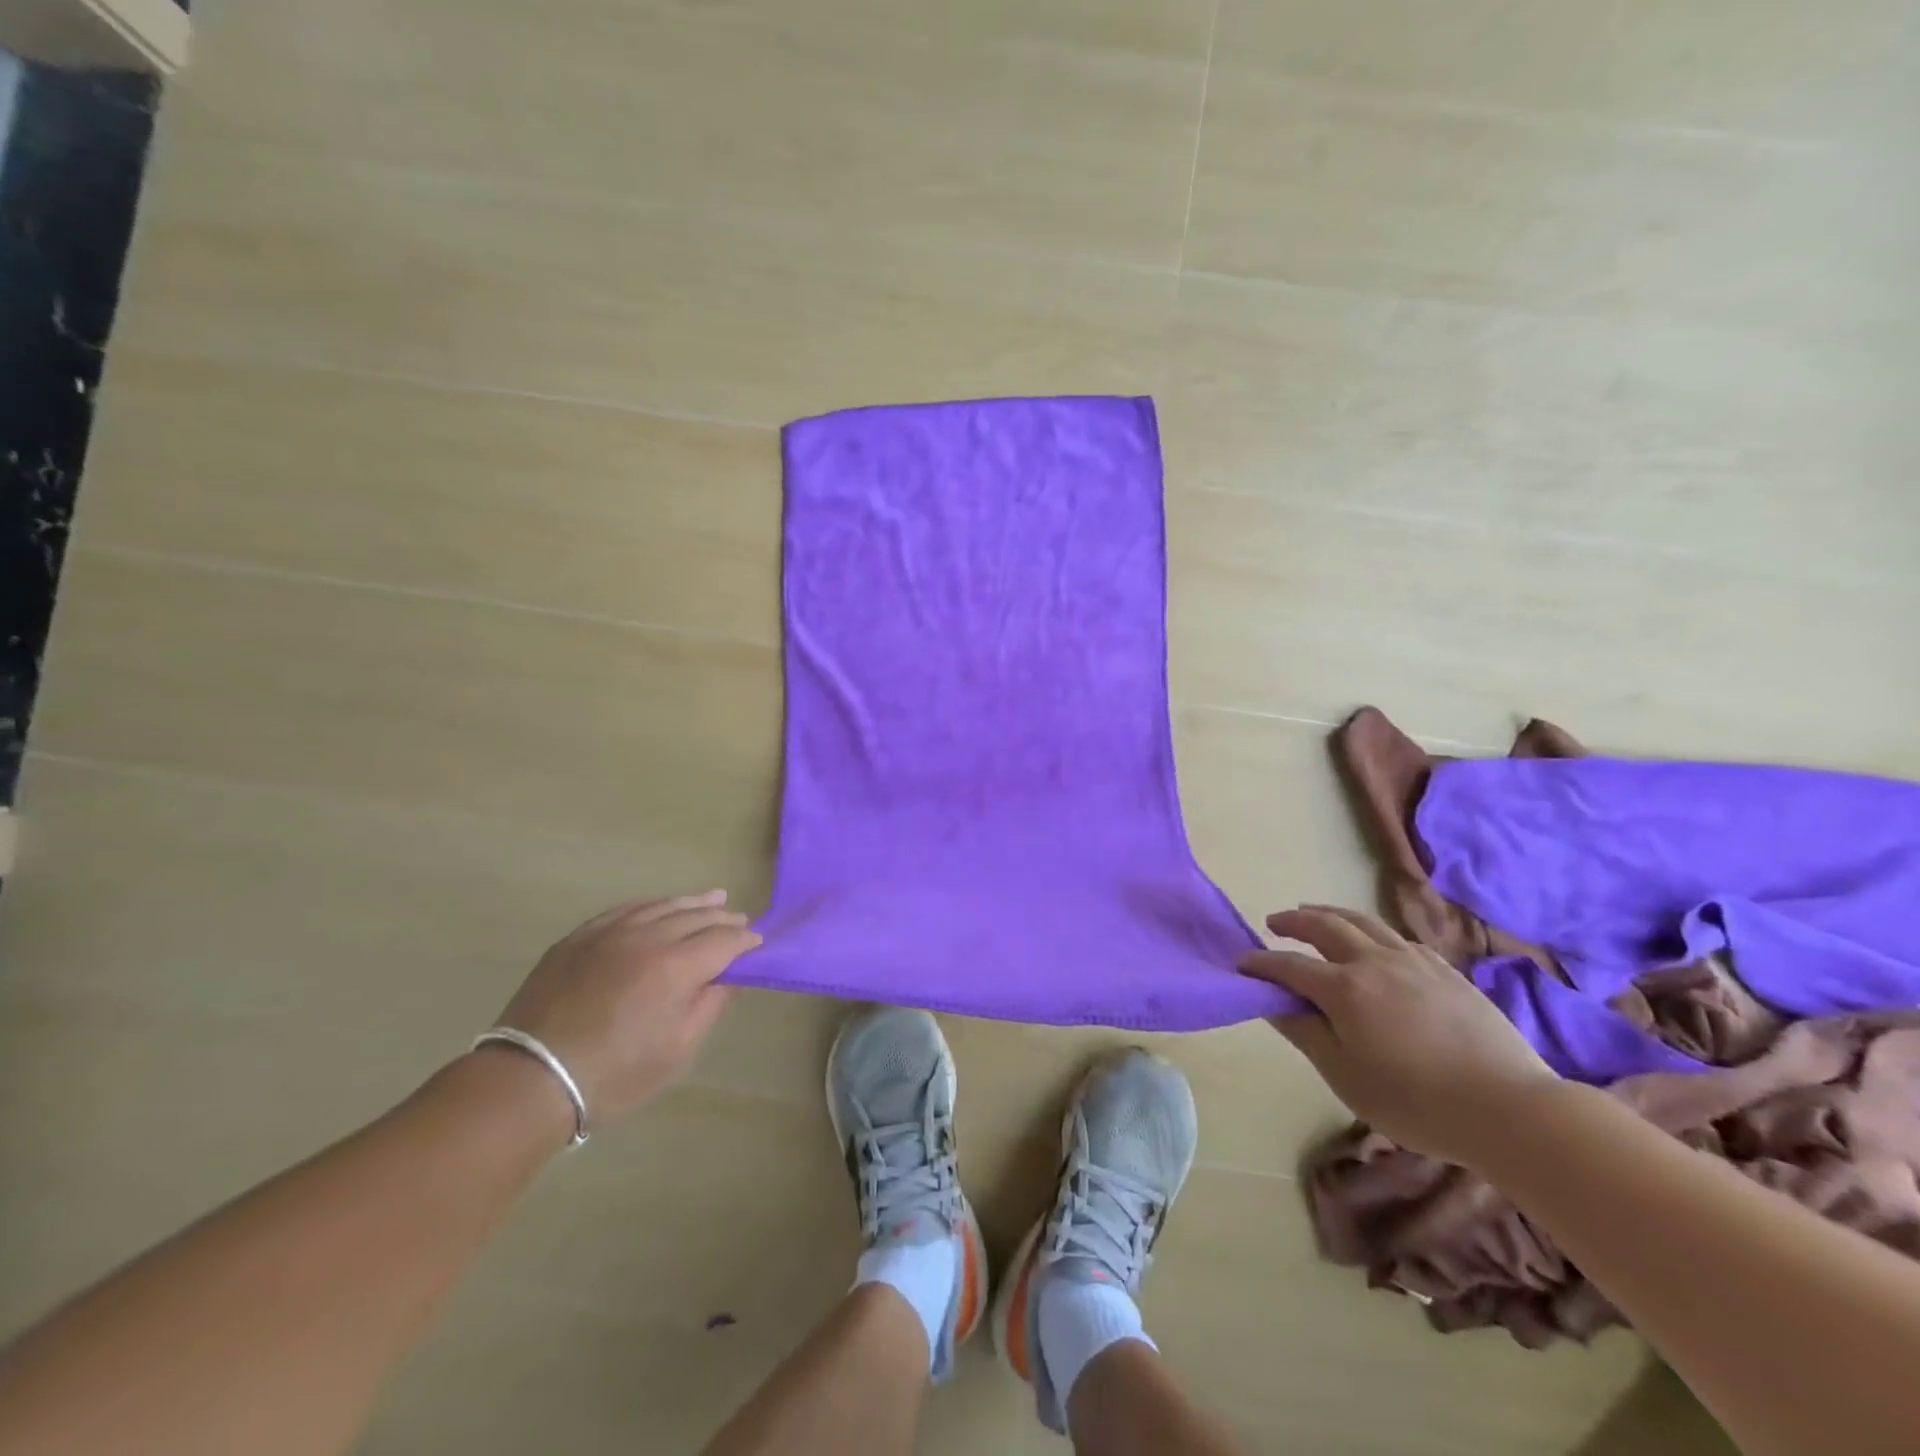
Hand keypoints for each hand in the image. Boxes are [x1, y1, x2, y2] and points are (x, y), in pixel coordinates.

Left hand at [492, 891, 760, 1124]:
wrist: (530, 1079)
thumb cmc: (614, 1075)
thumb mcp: (677, 1052)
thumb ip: (709, 1007)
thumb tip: (727, 978)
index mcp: (677, 967)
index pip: (723, 941)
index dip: (744, 941)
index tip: (756, 944)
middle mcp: (648, 937)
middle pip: (696, 917)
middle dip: (723, 918)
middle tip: (739, 921)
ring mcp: (610, 932)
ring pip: (662, 906)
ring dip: (691, 903)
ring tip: (712, 898)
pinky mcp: (580, 937)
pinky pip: (625, 909)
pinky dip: (651, 906)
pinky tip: (659, 907)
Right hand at [1237, 905, 1557, 1165]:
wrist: (1510, 1109)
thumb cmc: (1415, 1102)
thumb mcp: (1344, 1075)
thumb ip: (1304, 1032)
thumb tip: (1272, 1003)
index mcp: (1343, 988)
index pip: (1288, 966)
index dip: (1260, 964)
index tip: (1241, 964)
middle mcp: (1374, 962)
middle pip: (1325, 926)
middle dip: (1294, 921)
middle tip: (1274, 922)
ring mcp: (1414, 962)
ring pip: (1364, 922)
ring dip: (1331, 914)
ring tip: (1314, 914)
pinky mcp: (1447, 971)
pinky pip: (1399, 938)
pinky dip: (1373, 933)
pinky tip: (1375, 945)